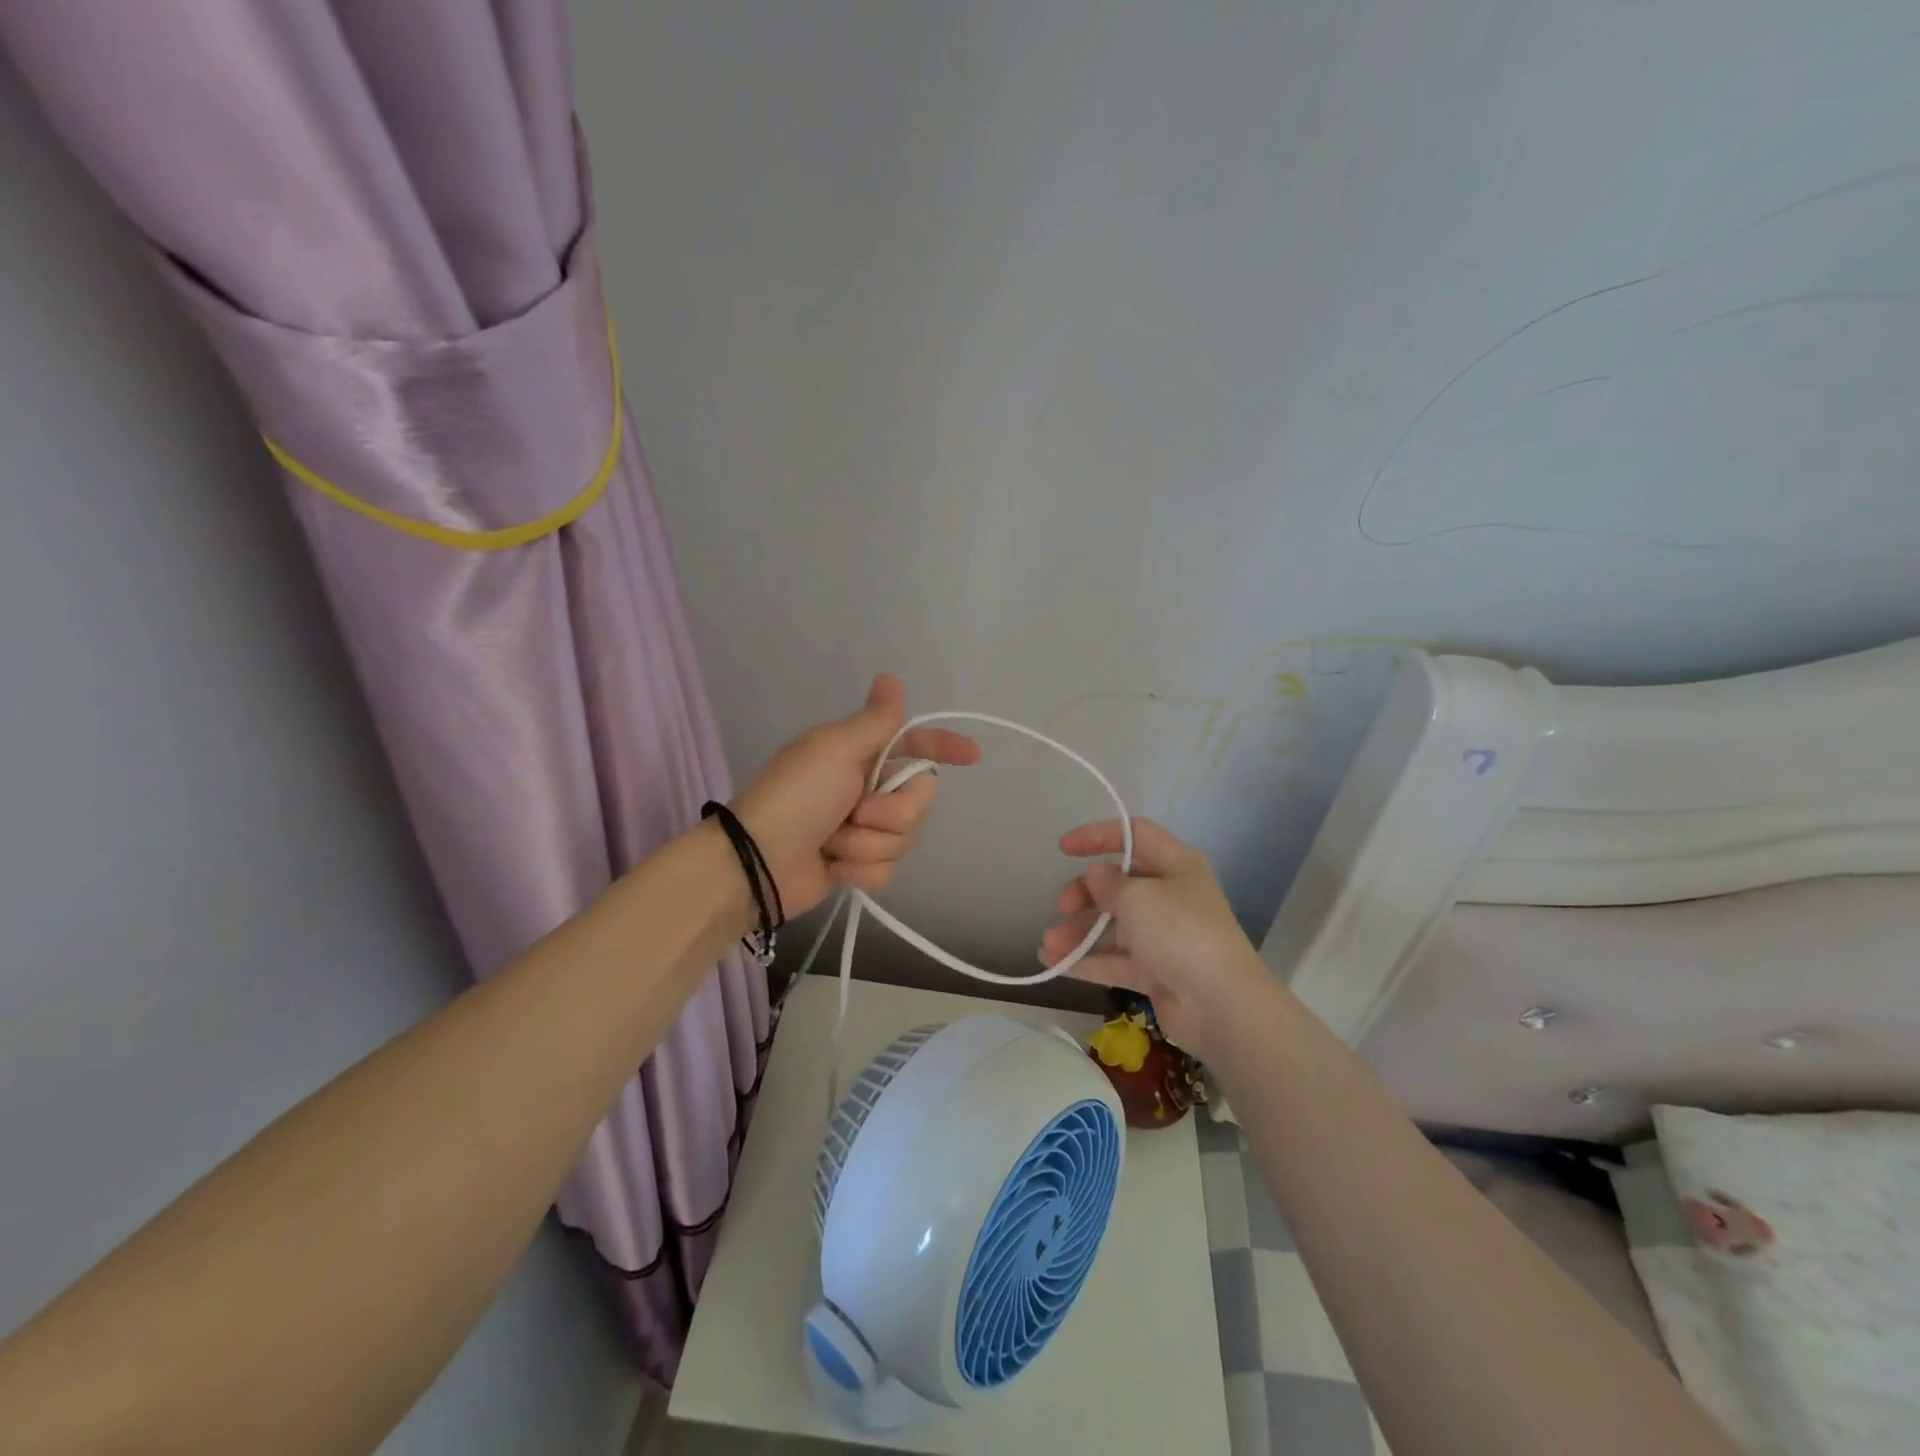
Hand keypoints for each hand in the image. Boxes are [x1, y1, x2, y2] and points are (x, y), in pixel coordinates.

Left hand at [732, 674, 979, 917]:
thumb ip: (876, 721)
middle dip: (890, 813)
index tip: (972, 755)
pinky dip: (860, 872)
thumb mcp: (836, 749)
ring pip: (904, 839)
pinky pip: (887, 871)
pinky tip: (833, 868)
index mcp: (863, 755)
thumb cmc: (797, 795)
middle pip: (919, 801)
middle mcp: (869, 788)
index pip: (915, 745)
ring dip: (866, 844)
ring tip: (832, 843)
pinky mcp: (859, 865)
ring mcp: (865, 830)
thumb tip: (890, 677)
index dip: (944, 748)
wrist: (757, 860)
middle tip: (856, 812)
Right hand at [1038, 818, 1269, 1055]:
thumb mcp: (1137, 897)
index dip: (1098, 835)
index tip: (1063, 848)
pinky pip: (1114, 959)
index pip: (1134, 835)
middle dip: (1084, 893)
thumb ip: (1108, 883)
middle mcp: (1170, 895)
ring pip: (1112, 925)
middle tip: (1063, 906)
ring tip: (1048, 944)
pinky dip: (1085, 960)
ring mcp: (1163, 936)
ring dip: (1078, 932)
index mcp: (1176, 864)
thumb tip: (1096, 876)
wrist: (1220, 1005)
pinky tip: (1053, 962)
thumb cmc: (1179, 932)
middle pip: (1118, 883)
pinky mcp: (1155, 971)